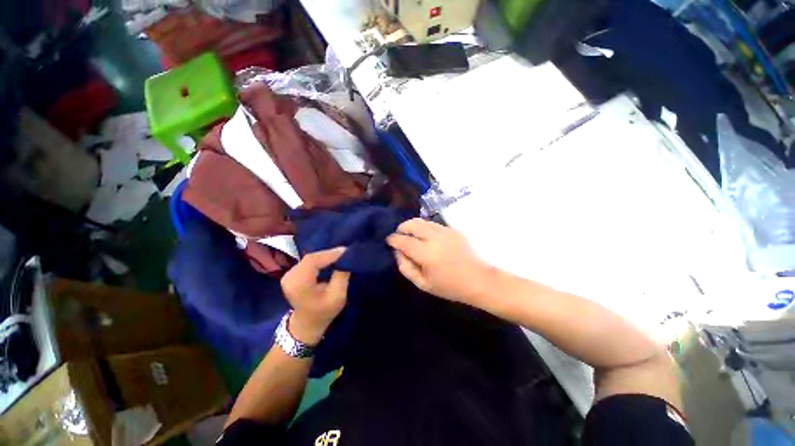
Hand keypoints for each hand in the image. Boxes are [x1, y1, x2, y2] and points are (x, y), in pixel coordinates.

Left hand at [280, 247, 350, 344]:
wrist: (307, 324)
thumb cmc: (324, 312)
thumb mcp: (338, 296)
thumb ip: (341, 275)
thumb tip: (347, 257)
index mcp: (298, 284)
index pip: (313, 261)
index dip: (330, 254)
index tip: (347, 251)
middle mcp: (290, 276)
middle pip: (311, 258)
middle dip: (329, 254)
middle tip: (345, 253)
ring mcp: (289, 274)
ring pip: (310, 258)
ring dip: (325, 256)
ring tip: (340, 256)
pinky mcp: (292, 273)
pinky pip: (308, 261)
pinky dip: (320, 259)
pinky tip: (330, 260)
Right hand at [386, 218, 494, 306]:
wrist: (479, 280)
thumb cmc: (449, 286)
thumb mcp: (423, 284)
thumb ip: (406, 267)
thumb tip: (398, 251)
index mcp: (427, 254)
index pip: (404, 240)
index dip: (393, 239)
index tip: (389, 240)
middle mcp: (435, 238)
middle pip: (412, 224)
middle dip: (402, 227)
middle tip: (399, 235)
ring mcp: (446, 231)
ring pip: (423, 221)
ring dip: (413, 226)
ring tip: (411, 234)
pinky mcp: (453, 229)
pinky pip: (434, 224)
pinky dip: (425, 228)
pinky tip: (426, 237)